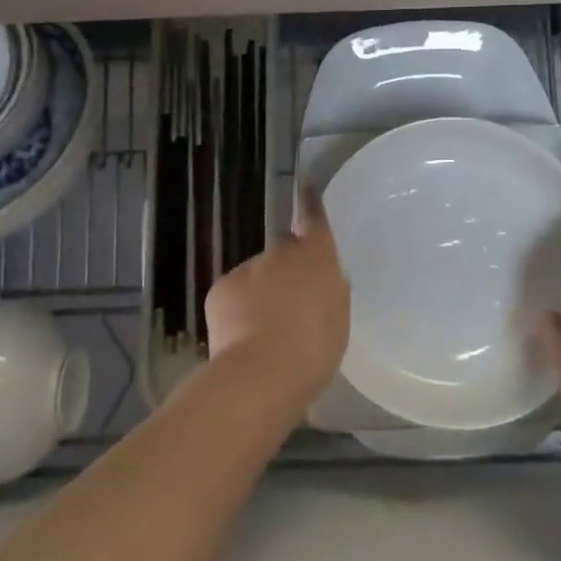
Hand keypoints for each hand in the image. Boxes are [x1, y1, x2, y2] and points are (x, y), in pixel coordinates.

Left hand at [204, 188, 350, 417]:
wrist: (260, 372)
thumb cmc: (314, 348)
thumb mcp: (338, 320)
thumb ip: (331, 291)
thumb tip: (323, 281)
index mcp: (317, 257)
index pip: (314, 219)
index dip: (311, 204)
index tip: (306, 188)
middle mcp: (281, 252)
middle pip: (285, 253)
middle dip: (288, 272)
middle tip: (294, 308)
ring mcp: (248, 267)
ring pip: (257, 276)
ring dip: (262, 294)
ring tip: (266, 333)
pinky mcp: (221, 288)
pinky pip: (234, 293)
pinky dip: (238, 310)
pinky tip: (243, 338)